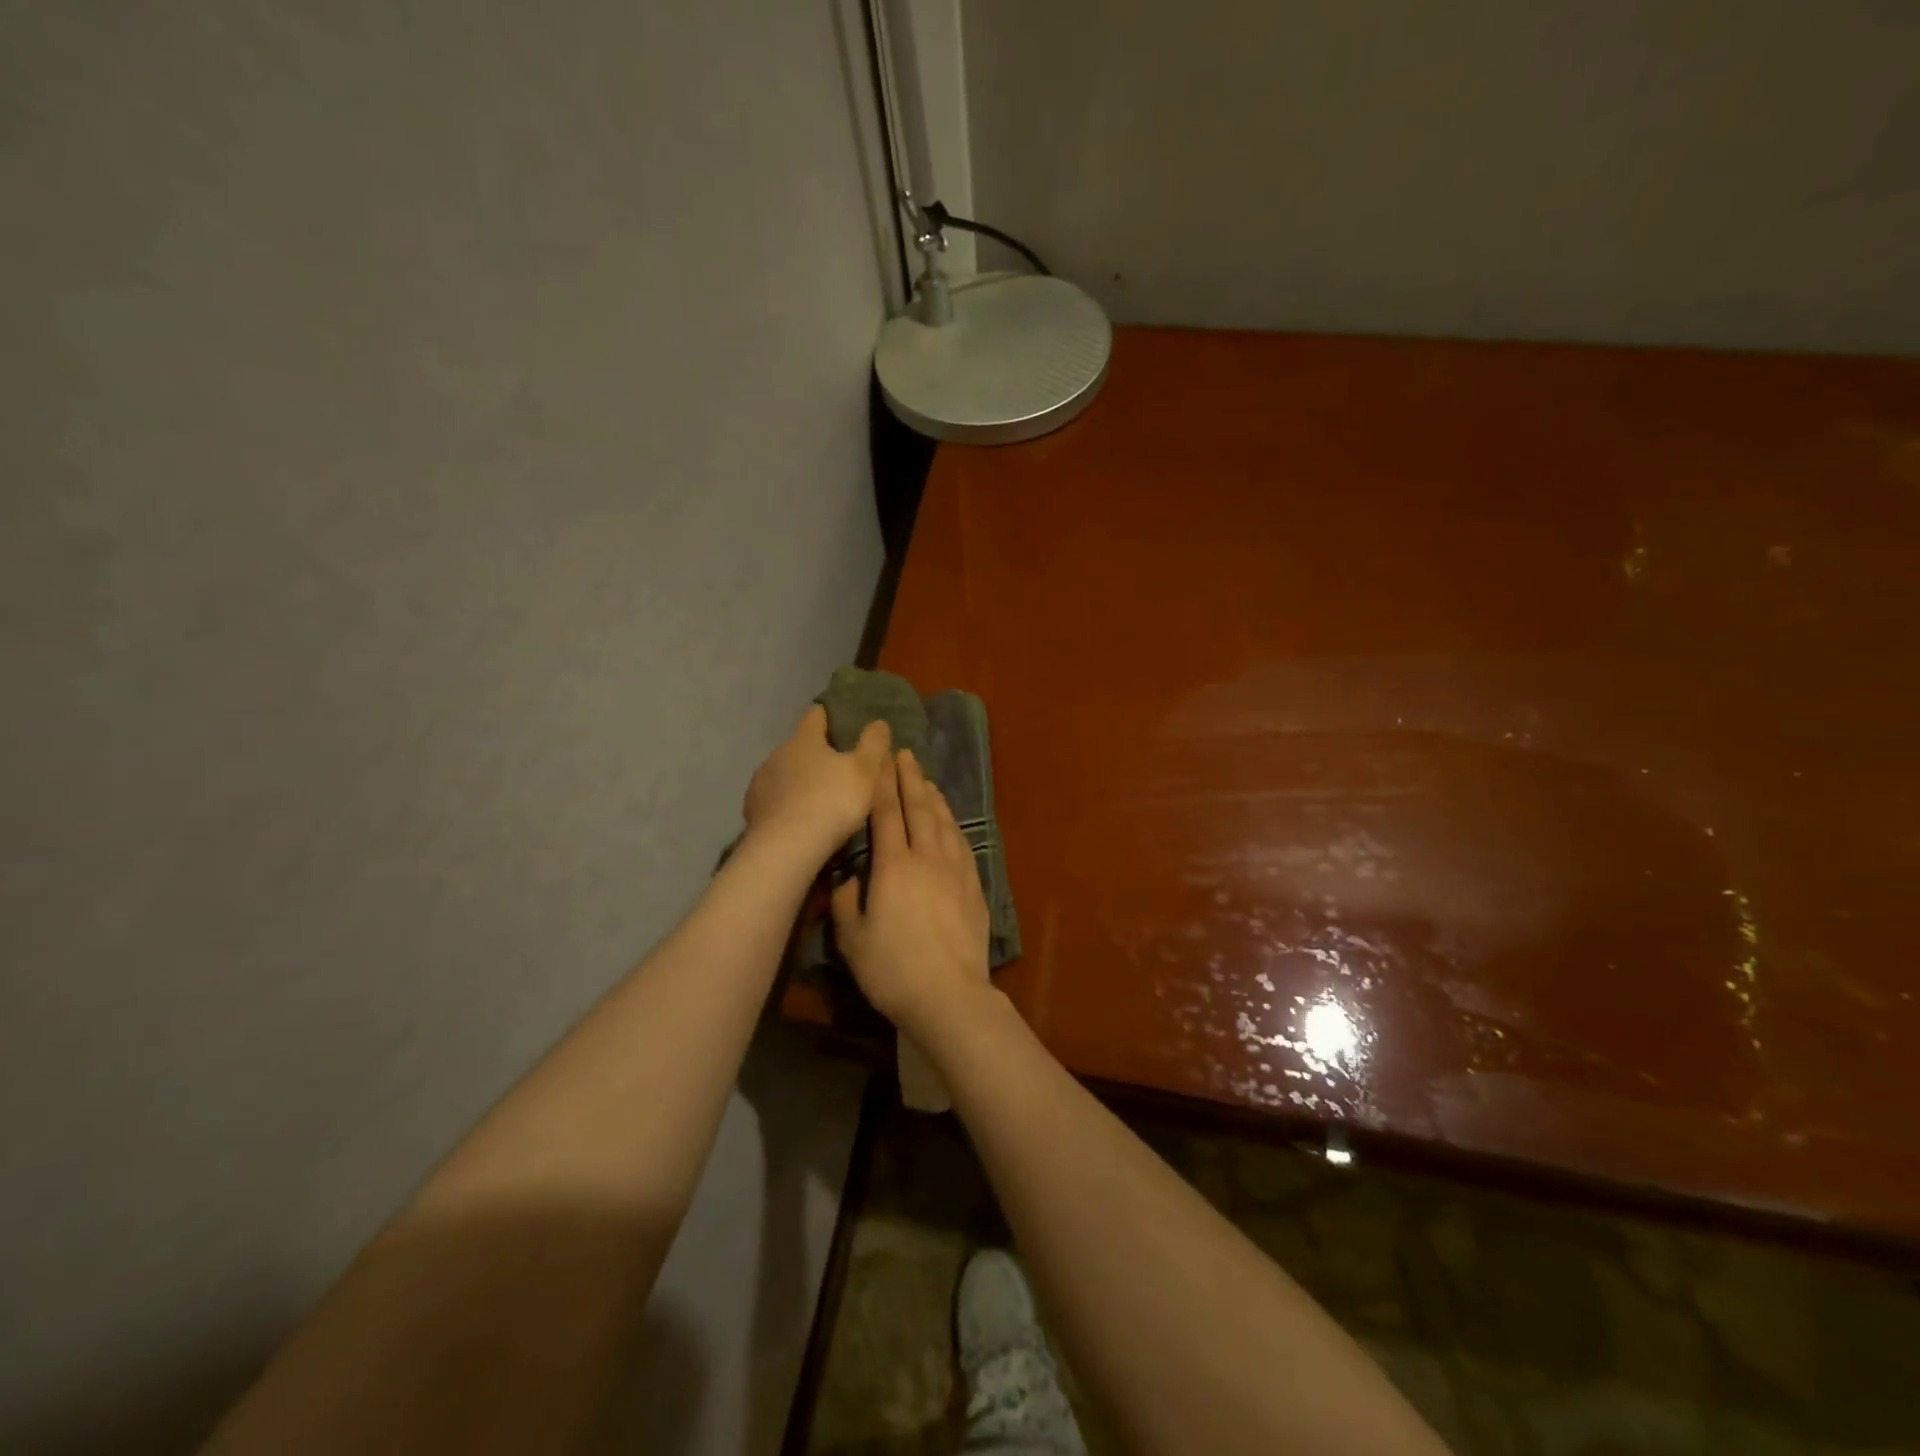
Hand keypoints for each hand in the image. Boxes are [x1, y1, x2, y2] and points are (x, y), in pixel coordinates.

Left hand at [744, 706, 891, 860]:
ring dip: (799, 781)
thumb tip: (878, 722)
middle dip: (816, 754)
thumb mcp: (865, 771)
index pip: (816, 715)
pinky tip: (797, 820)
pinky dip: (785, 804)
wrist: (786, 848)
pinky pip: (773, 800)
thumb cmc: (831, 801)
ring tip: (818, 799)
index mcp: (804, 740)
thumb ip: (873, 744)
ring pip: (784, 774)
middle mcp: (777, 754)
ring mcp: (760, 783)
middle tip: (838, 768)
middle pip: (799, 746)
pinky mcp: (752, 811)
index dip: (830, 715)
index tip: (841, 721)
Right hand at [831, 749, 991, 1038]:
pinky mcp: (974, 886)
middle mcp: (927, 858)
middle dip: (909, 778)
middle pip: (919, 808)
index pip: (886, 814)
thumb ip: (847, 902)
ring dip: (933, 796)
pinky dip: (953, 824)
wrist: (950, 995)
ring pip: (944, 822)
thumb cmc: (893, 970)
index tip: (879, 758)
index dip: (882, 783)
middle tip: (904, 753)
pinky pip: (962, 843)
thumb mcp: (853, 940)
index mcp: (894, 867)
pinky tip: (950, 820)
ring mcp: (955, 871)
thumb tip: (848, 877)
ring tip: (926, 779)